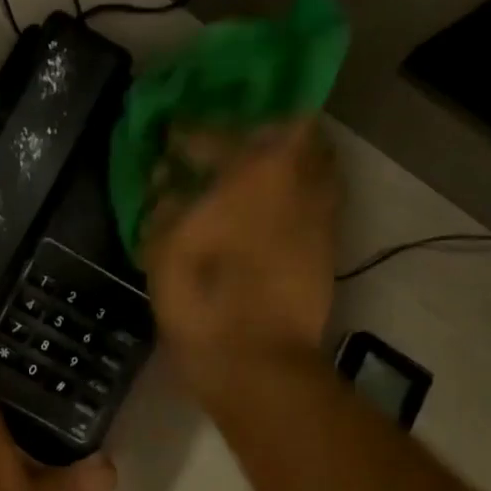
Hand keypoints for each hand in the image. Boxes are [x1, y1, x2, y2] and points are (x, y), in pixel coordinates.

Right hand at [142, 119, 338, 396]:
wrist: (254, 359)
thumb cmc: (201, 296)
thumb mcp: (163, 246)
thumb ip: (165, 202)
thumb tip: (168, 180)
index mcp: (255, 169)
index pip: (216, 133)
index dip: (188, 134)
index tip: (170, 137)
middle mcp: (299, 177)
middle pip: (287, 131)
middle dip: (254, 135)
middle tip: (224, 151)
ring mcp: (320, 210)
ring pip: (310, 163)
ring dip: (280, 163)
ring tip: (247, 179)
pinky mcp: (327, 243)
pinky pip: (313, 198)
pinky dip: (290, 194)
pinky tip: (262, 212)